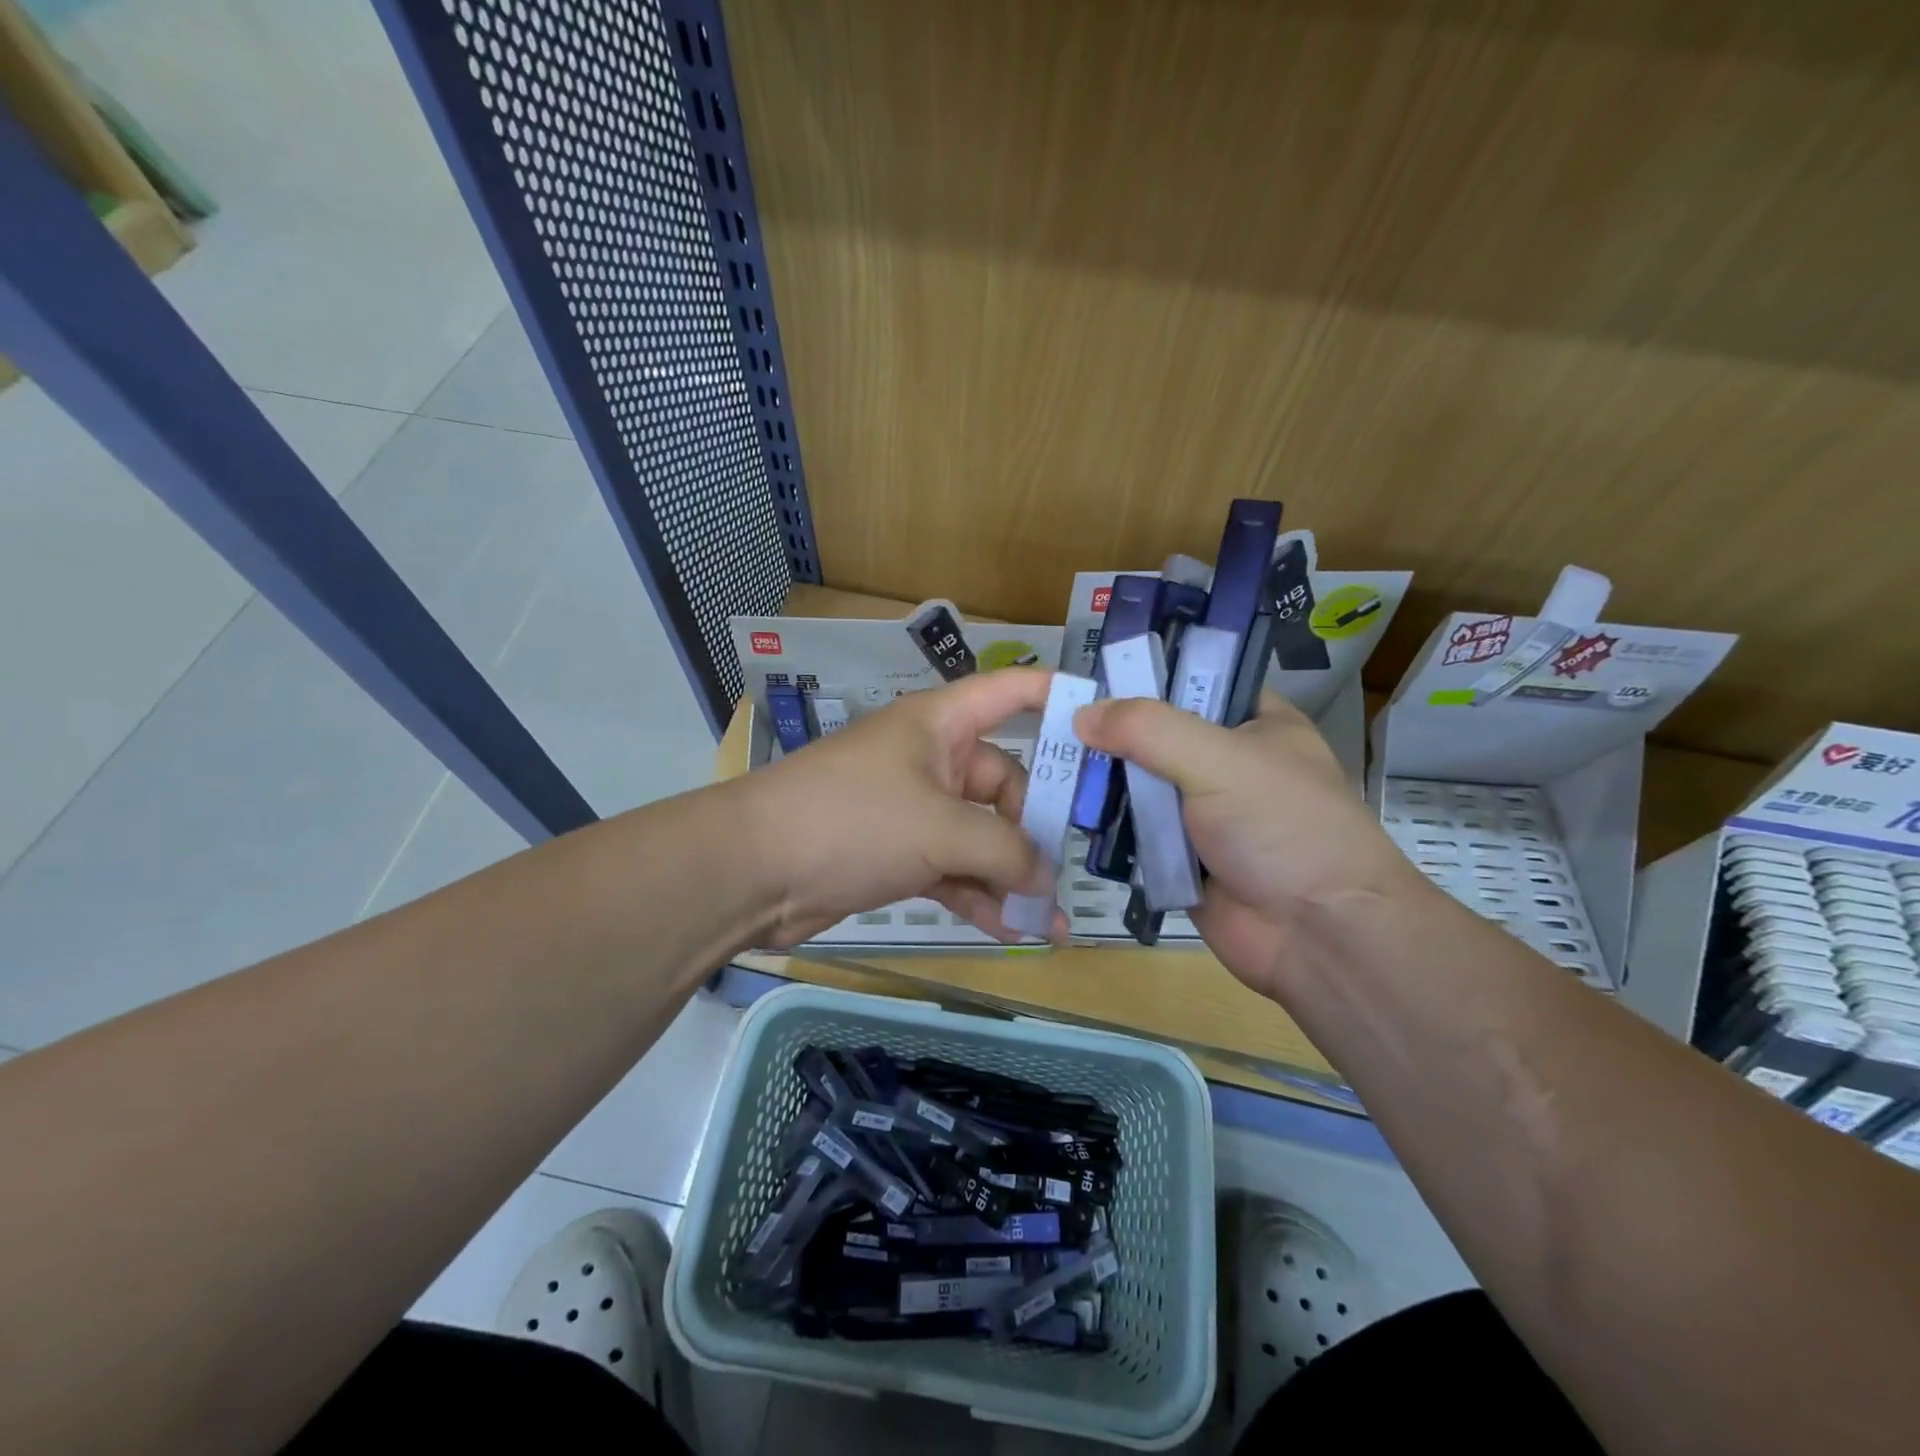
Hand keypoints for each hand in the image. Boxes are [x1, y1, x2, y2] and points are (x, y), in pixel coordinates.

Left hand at [739, 669, 1062, 947]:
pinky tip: (1009, 930)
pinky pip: (954, 869)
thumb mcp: (940, 828)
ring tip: (1050, 923)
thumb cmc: (853, 820)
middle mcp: (933, 759)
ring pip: (980, 835)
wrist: (753, 871)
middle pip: (1004, 782)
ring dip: (1011, 876)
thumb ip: (1005, 851)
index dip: (1058, 698)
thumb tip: (1045, 880)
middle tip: (1068, 874)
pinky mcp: (899, 853)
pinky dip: (978, 896)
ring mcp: (914, 809)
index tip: (1106, 723)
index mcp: (942, 724)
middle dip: (1035, 830)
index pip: (1012, 692)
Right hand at [1074, 691, 1431, 996]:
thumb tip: (1082, 714)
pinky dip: (1103, 825)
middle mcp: (1223, 762)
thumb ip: (1148, 729)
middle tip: (1044, 717)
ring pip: (1135, 784)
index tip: (1083, 677)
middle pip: (1151, 734)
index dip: (1136, 676)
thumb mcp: (1220, 760)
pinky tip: (1062, 809)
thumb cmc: (1284, 828)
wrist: (1320, 936)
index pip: (1187, 681)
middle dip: (1105, 732)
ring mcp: (1199, 812)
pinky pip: (1130, 831)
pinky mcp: (1178, 857)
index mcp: (1251, 722)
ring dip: (1098, 780)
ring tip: (1042, 762)